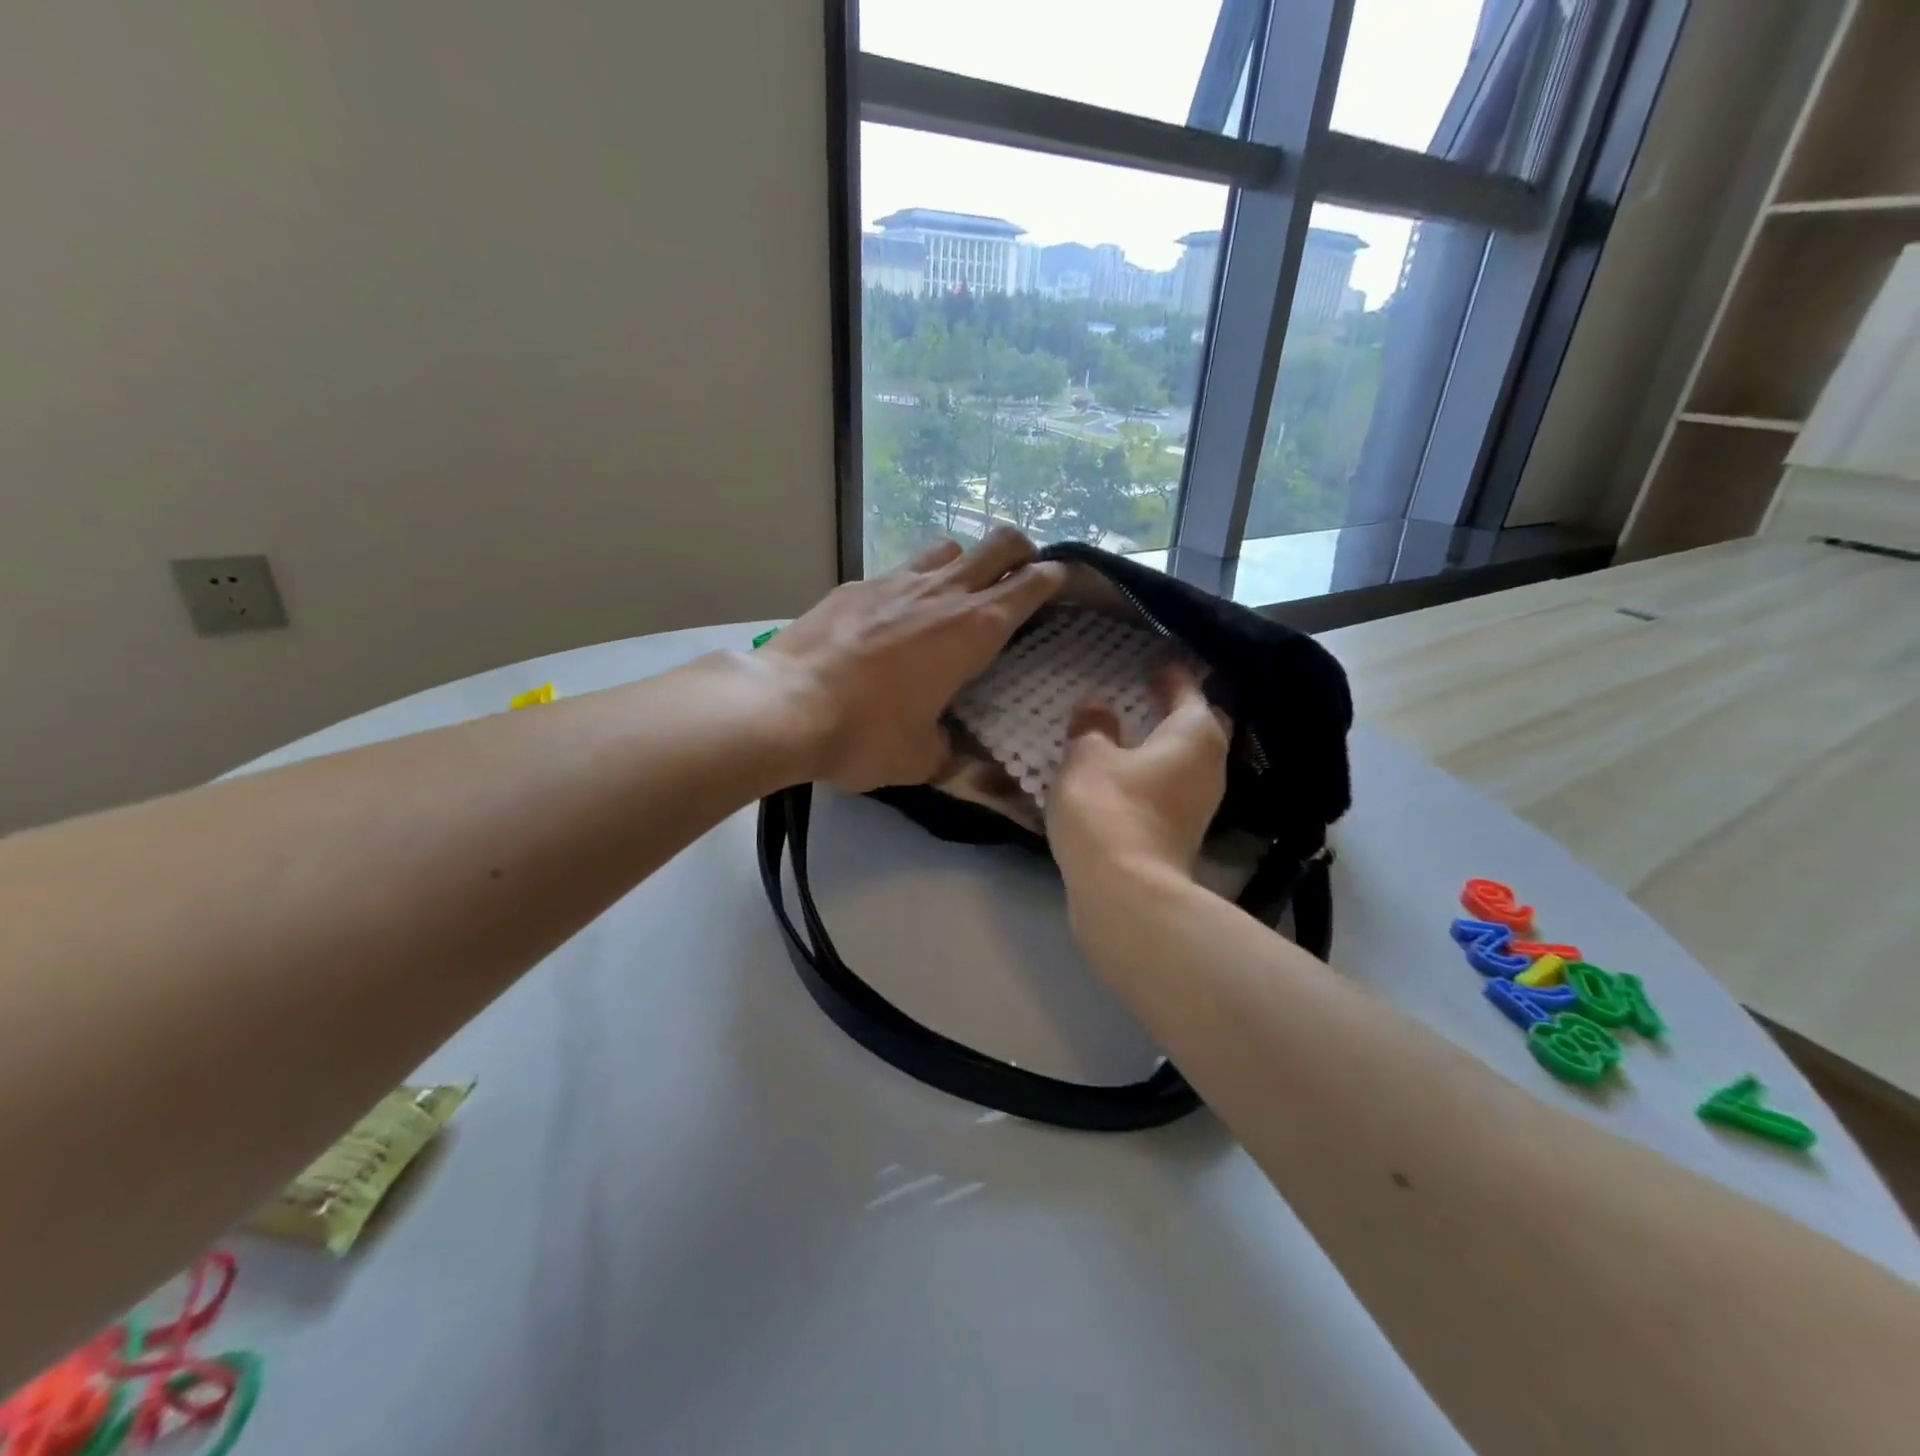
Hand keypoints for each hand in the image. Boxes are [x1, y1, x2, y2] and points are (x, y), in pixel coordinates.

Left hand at [760, 528, 1063, 792]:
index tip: (1062, 582)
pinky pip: (898, 572)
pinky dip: (911, 586)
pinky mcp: (854, 586)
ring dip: (963, 563)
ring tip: (956, 594)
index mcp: (973, 630)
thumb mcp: (920, 758)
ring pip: (947, 549)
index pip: (1031, 585)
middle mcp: (942, 593)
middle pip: (998, 544)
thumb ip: (948, 749)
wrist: (783, 705)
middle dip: (1020, 551)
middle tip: (1020, 575)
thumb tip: (952, 749)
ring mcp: (894, 581)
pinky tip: (893, 618)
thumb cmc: (865, 734)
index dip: (1055, 578)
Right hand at [1046, 665, 1230, 891]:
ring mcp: (1200, 805)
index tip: (1154, 661)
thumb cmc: (1109, 808)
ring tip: (1131, 733)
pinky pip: (1171, 787)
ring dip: (1163, 745)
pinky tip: (1126, 774)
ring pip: (1186, 761)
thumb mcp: (1088, 757)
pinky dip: (1154, 774)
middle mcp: (1210, 766)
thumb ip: (1092, 727)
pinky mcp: (1183, 833)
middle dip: (1177, 710)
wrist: (1125, 892)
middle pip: (1199, 727)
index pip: (1188, 690)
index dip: (1171, 674)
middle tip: (1148, 694)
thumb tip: (1096, 708)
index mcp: (1195, 734)